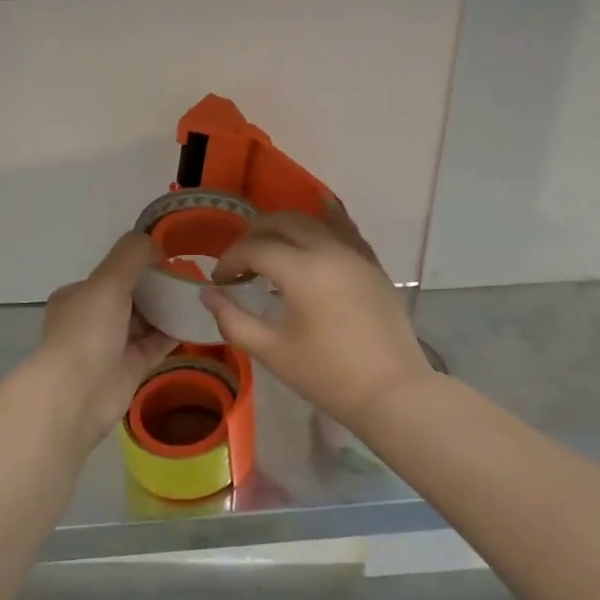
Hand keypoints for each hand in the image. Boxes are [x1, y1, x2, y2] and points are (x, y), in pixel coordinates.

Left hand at [40, 232, 176, 449]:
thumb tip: (156, 244)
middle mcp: (92, 319)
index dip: (138, 265)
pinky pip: (157, 344)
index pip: (112, 275)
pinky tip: (197, 320)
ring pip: (145, 321)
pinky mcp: (131, 368)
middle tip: (189, 278)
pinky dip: (174, 333)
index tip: (168, 260)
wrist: (79, 393)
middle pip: (131, 297)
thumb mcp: (108, 280)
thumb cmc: (88, 330)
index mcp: (78, 296)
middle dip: (157, 288)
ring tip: (199, 295)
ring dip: (168, 309)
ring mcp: (112, 346)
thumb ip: (132, 255)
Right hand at [200, 201, 435, 426]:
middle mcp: (329, 250)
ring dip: (285, 228)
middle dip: (254, 235)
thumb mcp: (272, 352)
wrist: (392, 392)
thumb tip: (208, 294)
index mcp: (302, 271)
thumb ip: (233, 320)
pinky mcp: (373, 264)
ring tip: (270, 249)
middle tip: (239, 261)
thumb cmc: (327, 376)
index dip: (230, 260)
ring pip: (313, 221)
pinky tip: (322, 208)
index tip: (219, 282)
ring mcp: (355, 254)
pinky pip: (346, 229)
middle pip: (282, 222)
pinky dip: (328, 218)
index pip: (255, 248)